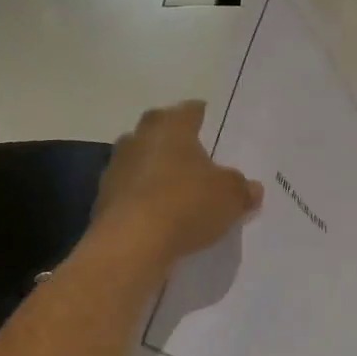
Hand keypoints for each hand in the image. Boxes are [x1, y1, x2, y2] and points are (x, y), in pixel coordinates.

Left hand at [92, 101, 263, 264]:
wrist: (130, 244)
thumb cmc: (186, 204)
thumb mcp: (231, 197)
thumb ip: (242, 188)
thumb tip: (252, 188)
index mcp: (171, 126)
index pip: (191, 110)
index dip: (206, 118)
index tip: (218, 130)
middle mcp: (139, 138)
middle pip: (162, 133)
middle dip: (178, 144)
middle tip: (201, 160)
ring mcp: (116, 168)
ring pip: (143, 162)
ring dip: (159, 173)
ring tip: (182, 192)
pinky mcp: (104, 199)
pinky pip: (132, 192)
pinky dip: (146, 200)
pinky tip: (163, 217)